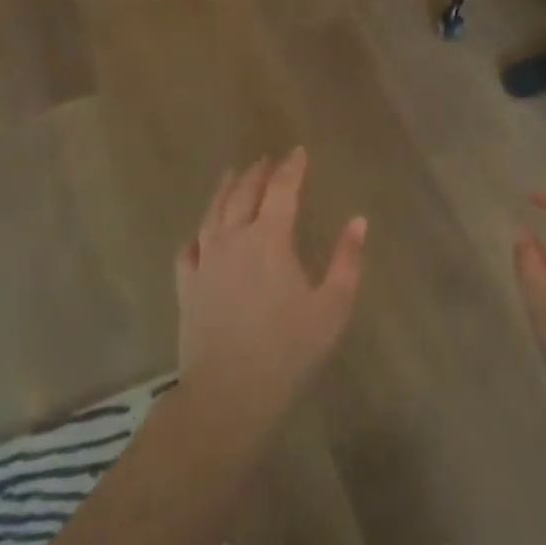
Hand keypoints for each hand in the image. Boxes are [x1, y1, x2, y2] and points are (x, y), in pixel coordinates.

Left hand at [176, 148, 365, 440]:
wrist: (229, 393)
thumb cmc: (288, 349)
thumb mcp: (332, 307)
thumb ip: (347, 260)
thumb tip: (359, 221)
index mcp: (270, 239)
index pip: (282, 189)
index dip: (292, 167)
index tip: (299, 151)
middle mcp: (233, 239)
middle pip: (243, 193)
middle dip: (258, 173)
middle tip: (268, 160)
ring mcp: (205, 261)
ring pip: (213, 212)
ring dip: (225, 189)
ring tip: (233, 175)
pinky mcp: (187, 285)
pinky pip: (189, 247)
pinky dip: (199, 231)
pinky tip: (202, 232)